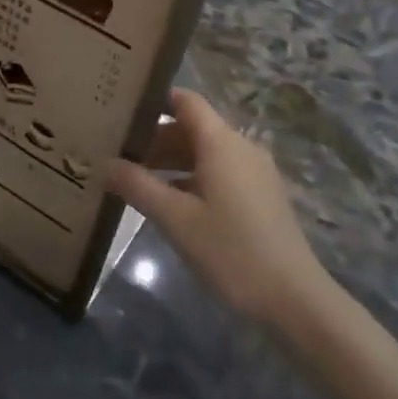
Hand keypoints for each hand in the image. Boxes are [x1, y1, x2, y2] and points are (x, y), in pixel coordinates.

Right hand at [108, 89, 329, 325]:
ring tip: (133, 180)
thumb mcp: (175, 219)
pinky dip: (190, 178)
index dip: (154, 100)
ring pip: (204, 153)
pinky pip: (219, 173)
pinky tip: (167, 204)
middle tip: (116, 153)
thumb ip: (137, 186)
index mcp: (221, 142)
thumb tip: (104, 164)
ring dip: (170, 162)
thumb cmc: (231, 251)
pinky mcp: (260, 196)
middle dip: (154, 138)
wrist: (293, 298)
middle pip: (192, 128)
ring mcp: (254, 172)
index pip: (185, 100)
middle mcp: (240, 147)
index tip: (120, 109)